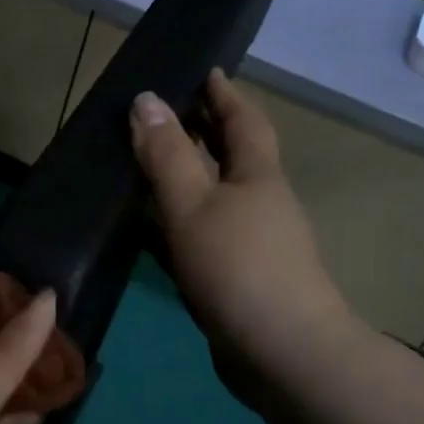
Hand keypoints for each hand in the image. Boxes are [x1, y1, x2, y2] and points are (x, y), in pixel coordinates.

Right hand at [129, 69, 360, 404]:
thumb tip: (145, 99)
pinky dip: (176, 227)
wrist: (280, 352)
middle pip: (231, 158)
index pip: (244, 120)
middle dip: (204, 133)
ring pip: (214, 200)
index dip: (223, 94)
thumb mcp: (193, 204)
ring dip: (185, 181)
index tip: (204, 71)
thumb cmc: (238, 267)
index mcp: (258, 176)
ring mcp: (251, 246)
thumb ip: (167, 155)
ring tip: (143, 170)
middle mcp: (260, 205)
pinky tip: (149, 235)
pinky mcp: (236, 281)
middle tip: (163, 116)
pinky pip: (202, 238)